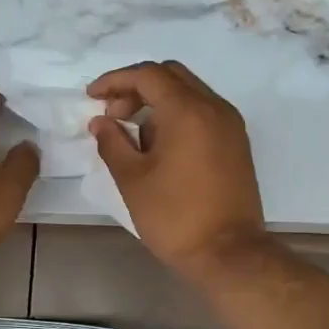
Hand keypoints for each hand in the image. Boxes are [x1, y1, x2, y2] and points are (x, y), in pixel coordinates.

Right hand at [88, 60, 268, 279]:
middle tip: (112, 114)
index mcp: (188, 111)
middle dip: (136, 88)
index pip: (147, 75)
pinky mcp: (236, 144)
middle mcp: (214, 107)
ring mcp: (230, 125)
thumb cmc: (175, 217)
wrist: (229, 253)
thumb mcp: (133, 179)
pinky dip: (177, 116)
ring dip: (157, 102)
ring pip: (189, 93)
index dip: (114, 80)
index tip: (91, 97)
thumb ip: (112, 142)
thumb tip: (101, 122)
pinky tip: (159, 147)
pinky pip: (203, 113)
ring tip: (133, 136)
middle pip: (171, 76)